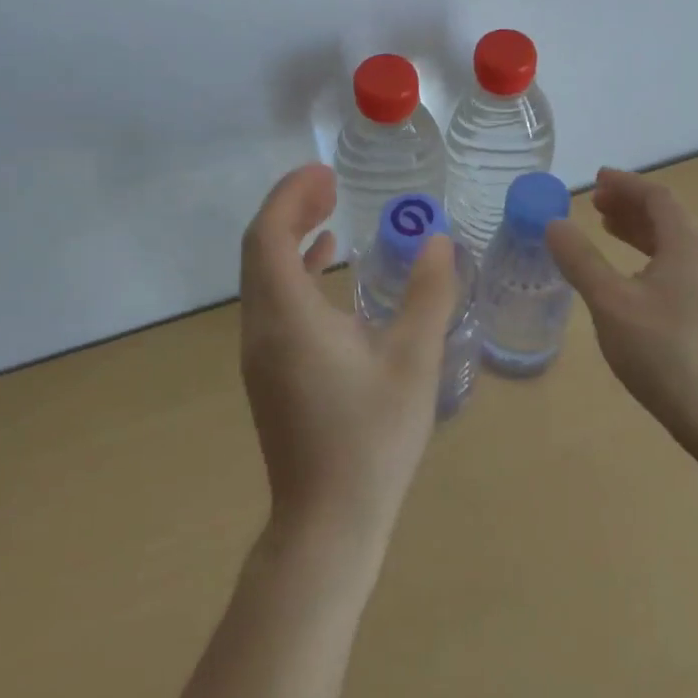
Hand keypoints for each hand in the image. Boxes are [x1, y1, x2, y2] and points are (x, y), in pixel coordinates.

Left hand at [239, 164, 457, 555]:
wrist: (328, 524)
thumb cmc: (372, 439)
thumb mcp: (413, 362)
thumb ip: (428, 295)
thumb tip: (438, 240)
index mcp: (288, 319)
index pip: (268, 236)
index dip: (290, 196)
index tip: (325, 173)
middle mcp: (261, 329)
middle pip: (258, 249)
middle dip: (290, 208)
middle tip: (330, 183)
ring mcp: (260, 352)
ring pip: (262, 275)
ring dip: (289, 236)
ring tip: (330, 211)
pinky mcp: (270, 371)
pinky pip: (271, 300)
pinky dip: (293, 270)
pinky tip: (325, 264)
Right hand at [546, 168, 697, 452]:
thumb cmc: (664, 352)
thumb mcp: (611, 303)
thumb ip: (581, 260)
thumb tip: (554, 223)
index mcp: (688, 243)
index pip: (656, 197)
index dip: (624, 184)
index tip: (596, 180)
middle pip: (667, 216)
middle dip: (629, 206)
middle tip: (595, 205)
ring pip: (672, 243)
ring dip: (639, 231)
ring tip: (606, 232)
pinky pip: (677, 266)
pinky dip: (650, 257)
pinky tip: (630, 278)